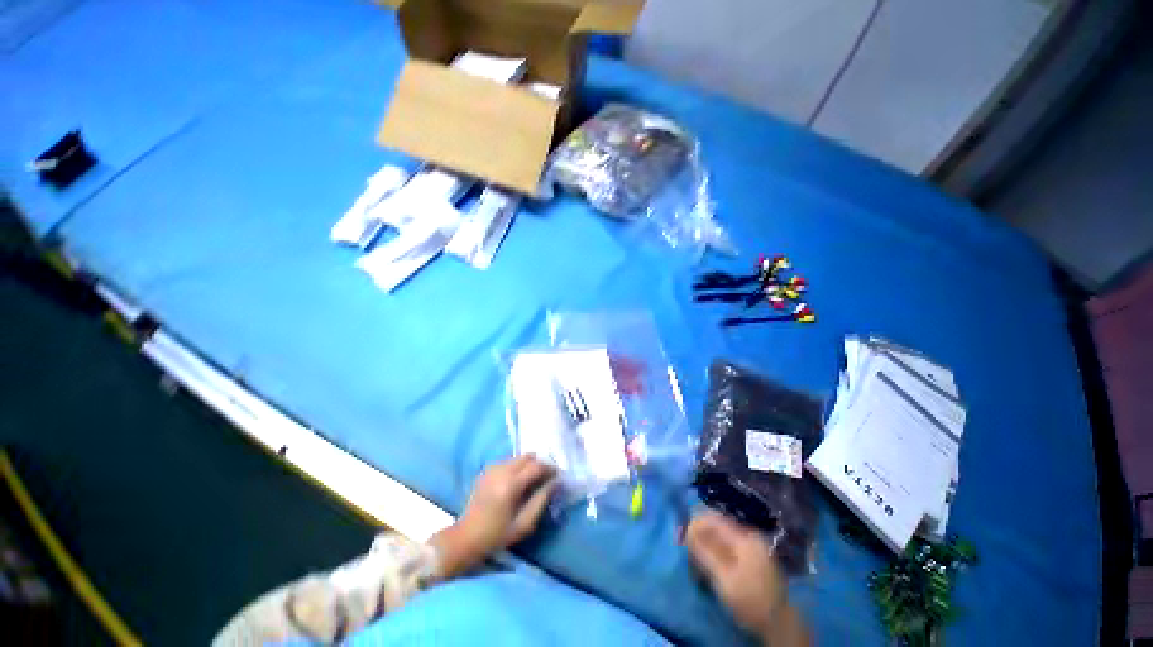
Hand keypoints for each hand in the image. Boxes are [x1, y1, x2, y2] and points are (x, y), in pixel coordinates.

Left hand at [431, 456, 556, 577]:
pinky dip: (516, 467)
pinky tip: (516, 481)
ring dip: (528, 465)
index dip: (550, 468)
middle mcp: (501, 471)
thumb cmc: (497, 535)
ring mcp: (492, 468)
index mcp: (511, 485)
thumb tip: (555, 483)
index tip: (557, 475)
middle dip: (539, 464)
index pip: (536, 466)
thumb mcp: (524, 524)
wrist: (465, 537)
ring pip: (518, 457)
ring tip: (532, 480)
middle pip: (527, 457)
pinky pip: (507, 461)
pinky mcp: (486, 470)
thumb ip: (541, 500)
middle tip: (546, 477)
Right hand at [686, 511, 808, 646]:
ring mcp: (753, 546)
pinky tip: (710, 562)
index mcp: (744, 538)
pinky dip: (716, 550)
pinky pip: (729, 545)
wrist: (779, 624)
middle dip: (700, 534)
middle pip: (718, 526)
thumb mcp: (723, 578)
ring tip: (696, 558)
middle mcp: (749, 536)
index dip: (695, 524)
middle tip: (687, 549)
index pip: (714, 520)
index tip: (682, 536)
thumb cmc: (750, 600)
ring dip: (707, 543)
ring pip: (722, 536)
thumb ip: (705, 552)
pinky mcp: (753, 557)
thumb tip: (687, 530)